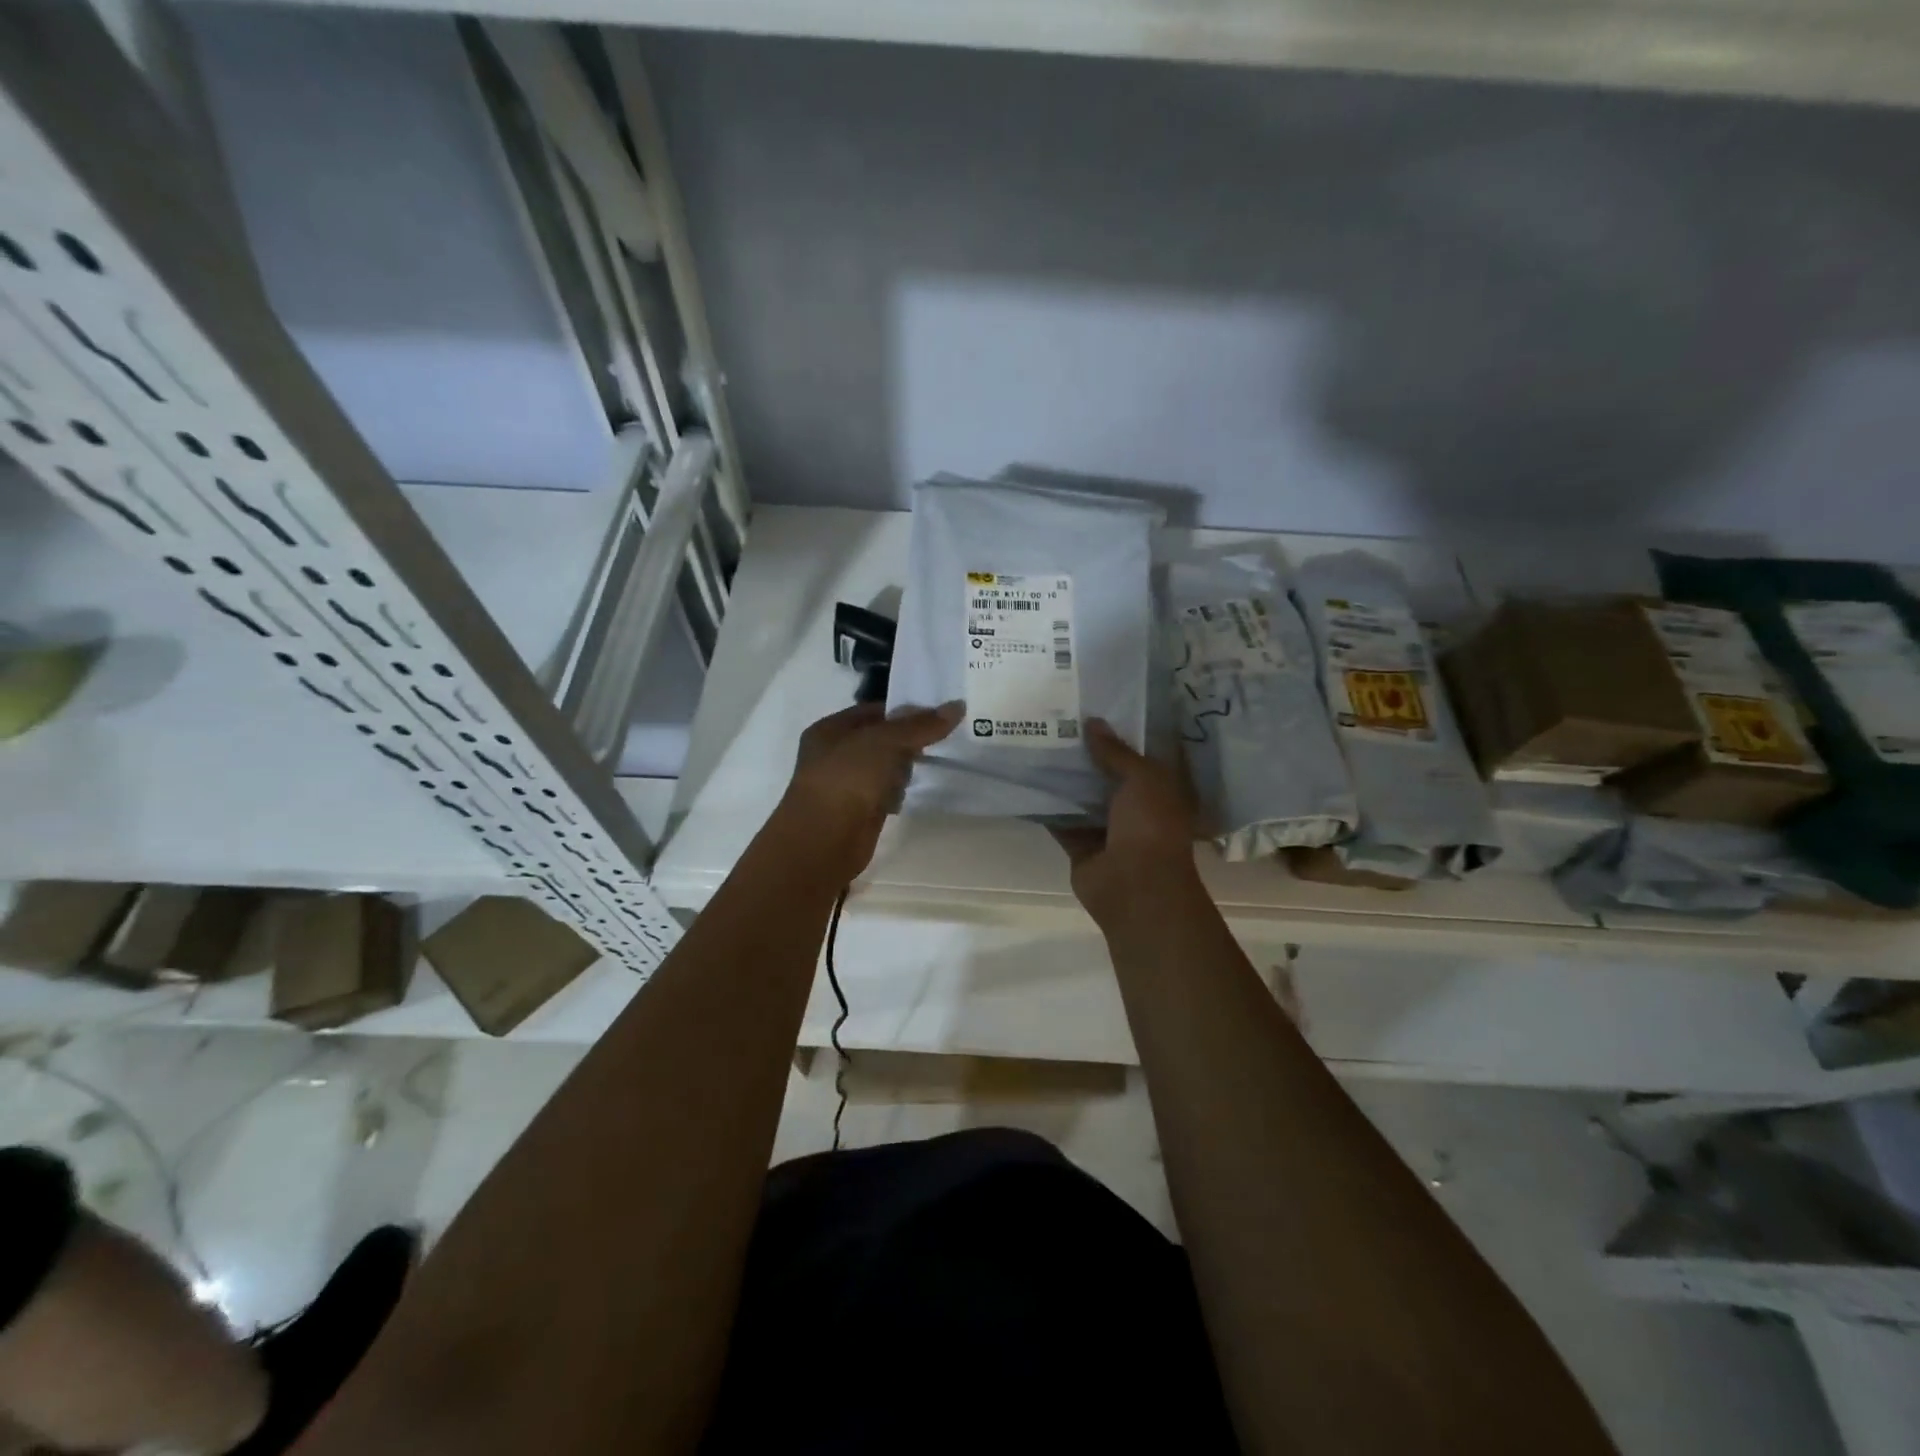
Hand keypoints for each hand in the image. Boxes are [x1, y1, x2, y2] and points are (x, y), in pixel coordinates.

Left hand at [773, 700, 962, 884]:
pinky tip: (910, 794)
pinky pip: (883, 792)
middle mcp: (834, 754)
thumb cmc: (848, 779)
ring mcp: (845, 784)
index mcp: (830, 729)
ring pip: (883, 767)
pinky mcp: (857, 811)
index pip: (874, 711)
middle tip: (941, 739)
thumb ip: (921, 725)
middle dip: (907, 741)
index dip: (904, 710)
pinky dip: (897, 792)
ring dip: (903, 768)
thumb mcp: (886, 742)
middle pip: (880, 739)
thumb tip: (957, 706)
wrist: (825, 841)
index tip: (939, 714)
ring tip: (930, 764)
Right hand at [1051, 719, 1199, 925]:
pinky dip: (1045, 807)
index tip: (1089, 709)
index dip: (1116, 734)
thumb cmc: (1150, 826)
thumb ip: (1115, 752)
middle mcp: (1133, 807)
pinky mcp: (1080, 847)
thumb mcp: (1141, 779)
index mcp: (1158, 789)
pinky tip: (1024, 782)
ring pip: (1080, 798)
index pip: (1136, 755)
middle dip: (1084, 754)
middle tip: (1053, 722)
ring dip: (1062, 779)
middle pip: (1104, 775)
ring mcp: (1106, 829)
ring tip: (1033, 745)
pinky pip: (1060, 821)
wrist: (1136, 887)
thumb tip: (1092, 722)